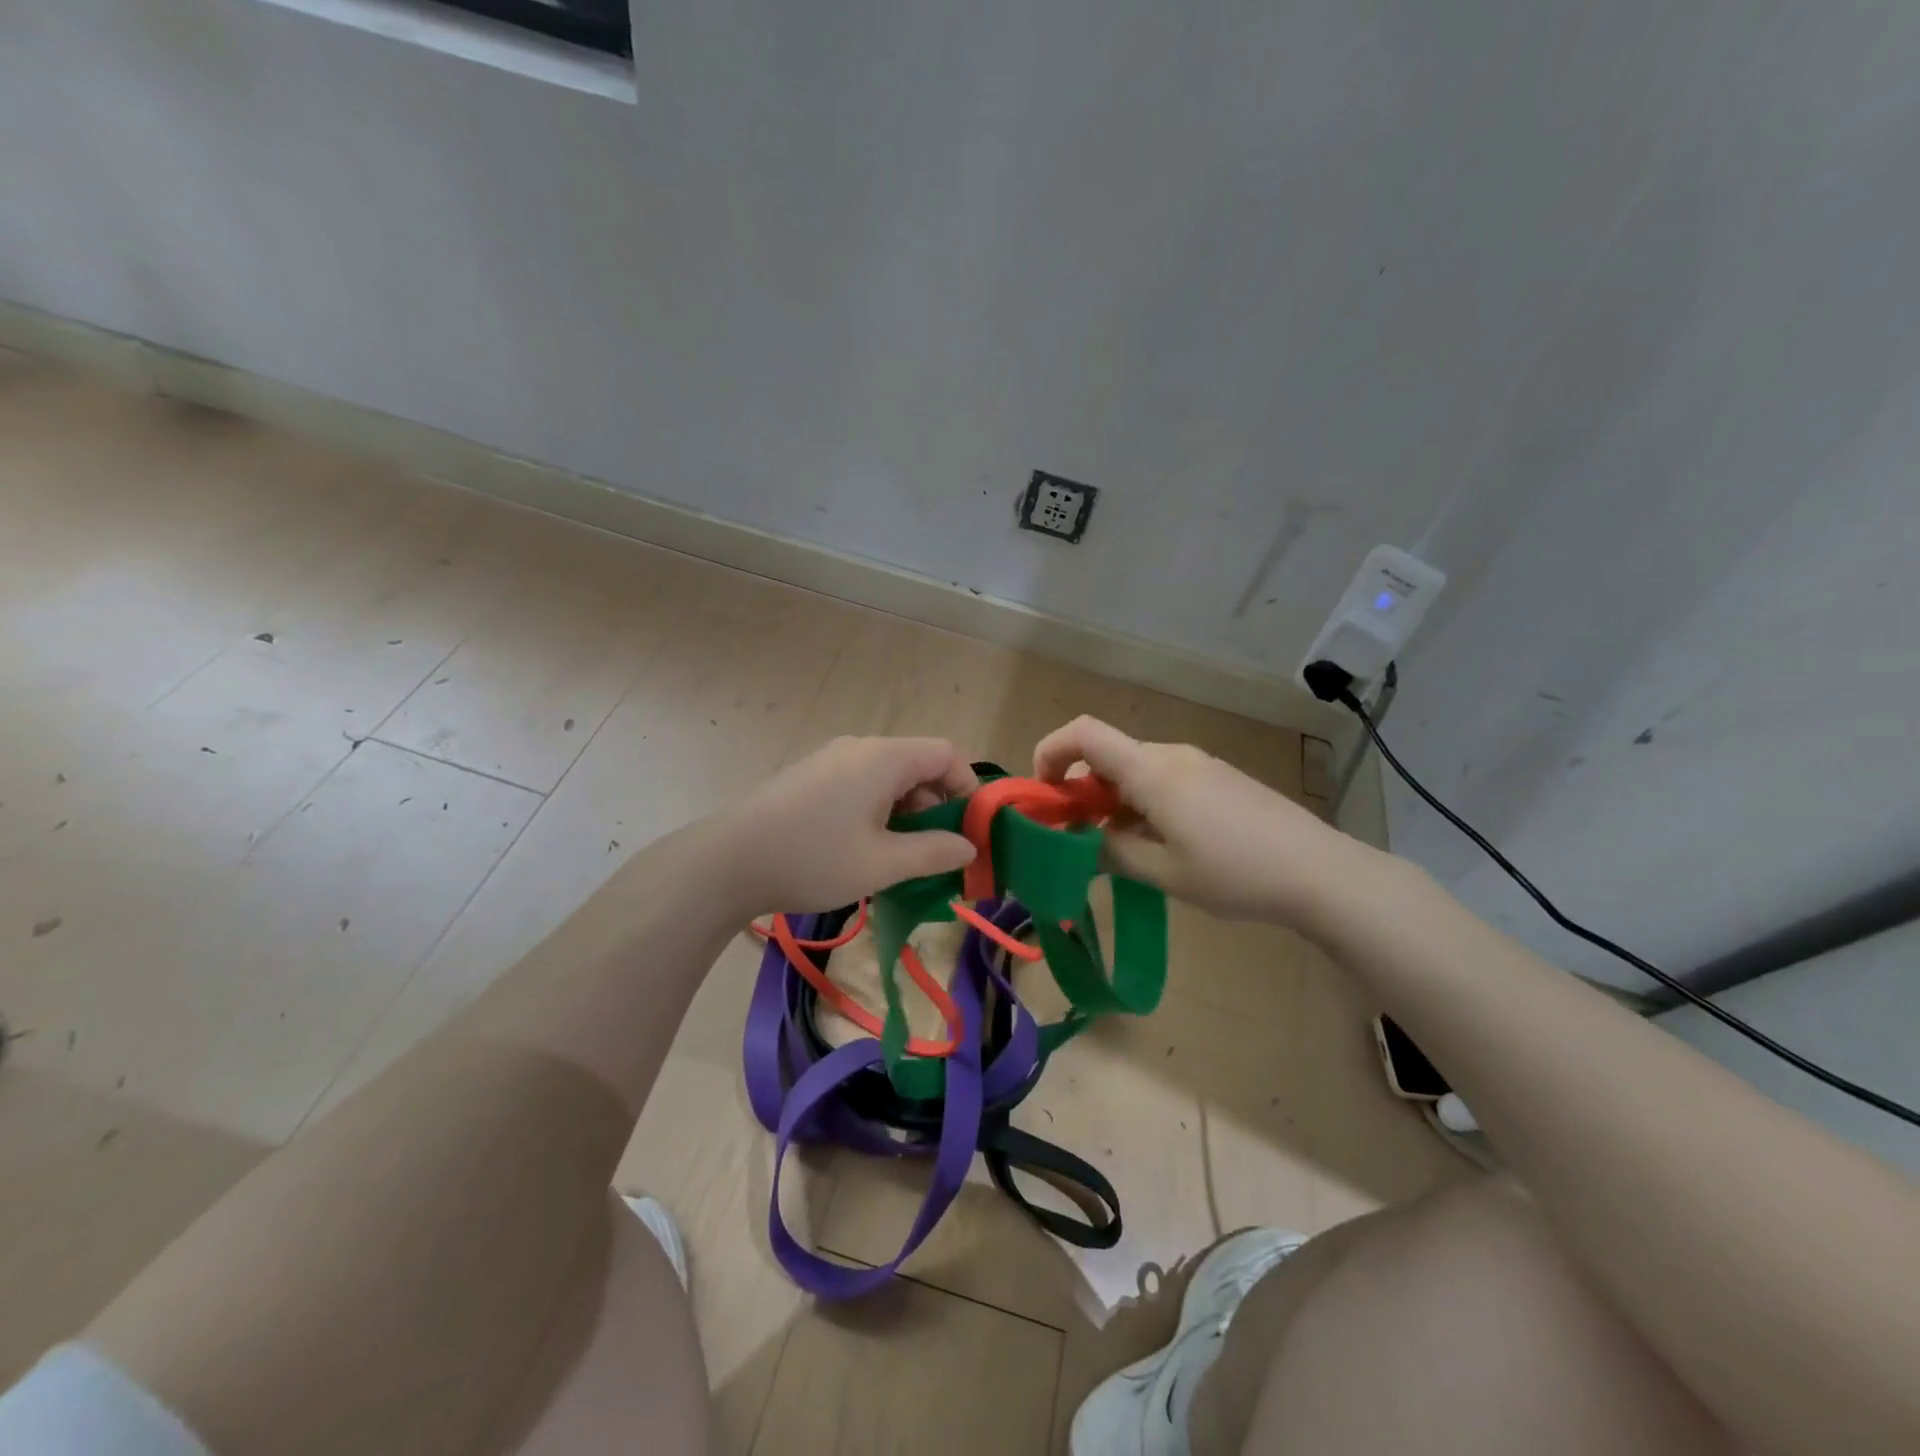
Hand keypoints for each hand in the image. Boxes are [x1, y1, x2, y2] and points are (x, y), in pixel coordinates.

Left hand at [721, 736, 978, 914]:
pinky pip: (860, 783)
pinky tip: (863, 847)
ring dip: (906, 811)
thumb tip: (968, 847)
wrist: (726, 861)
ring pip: (888, 776)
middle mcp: (860, 748)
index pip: (946, 755)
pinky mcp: (810, 776)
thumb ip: (933, 853)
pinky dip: (877, 809)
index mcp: (884, 758)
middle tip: (936, 852)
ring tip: (900, 856)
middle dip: (937, 805)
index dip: (968, 789)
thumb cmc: (813, 858)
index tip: (969, 831)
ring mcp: (830, 759)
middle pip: (918, 763)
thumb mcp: (882, 864)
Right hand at [1033, 716, 1372, 924]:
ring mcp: (1199, 764)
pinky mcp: (1219, 779)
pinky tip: (1159, 844)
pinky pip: (1164, 779)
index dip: (1051, 752)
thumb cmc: (1235, 873)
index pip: (1084, 734)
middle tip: (1076, 838)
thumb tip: (1081, 842)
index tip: (1043, 795)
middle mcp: (1172, 755)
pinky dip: (1142, 803)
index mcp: (1152, 770)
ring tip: (1118, 850)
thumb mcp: (1163, 872)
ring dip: (1113, 801)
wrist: (1321, 872)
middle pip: (1108, 755)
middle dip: (1080, 790)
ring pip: (1136, 770)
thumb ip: (1111, 852)